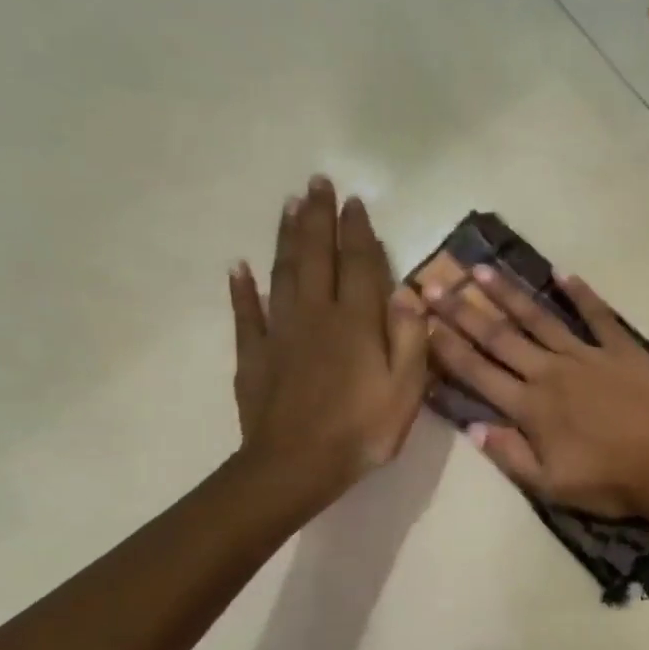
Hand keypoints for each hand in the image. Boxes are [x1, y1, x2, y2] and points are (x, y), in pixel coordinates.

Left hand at [228, 177, 426, 516]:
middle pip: (317, 256)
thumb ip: (410, 338)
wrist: (296, 466)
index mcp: (357, 322)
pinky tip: (239, 267)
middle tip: (317, 183)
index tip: (355, 201)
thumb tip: (408, 292)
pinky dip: (242, 288)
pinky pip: (246, 314)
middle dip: (318, 218)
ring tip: (290, 205)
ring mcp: (280, 333)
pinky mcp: (255, 355)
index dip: (359, 231)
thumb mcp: (407, 389)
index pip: (360, 264)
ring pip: (283, 273)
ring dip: (287, 237)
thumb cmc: (363, 430)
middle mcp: (317, 315)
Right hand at [424, 264, 648, 517]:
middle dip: (464, 312)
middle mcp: (550, 372)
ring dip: (510, 295)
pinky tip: (562, 274)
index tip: (423, 322)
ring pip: (540, 319)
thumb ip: (509, 454)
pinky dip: (581, 294)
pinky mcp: (621, 349)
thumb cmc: (608, 482)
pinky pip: (598, 315)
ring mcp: (587, 356)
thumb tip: (472, 427)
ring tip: (484, 270)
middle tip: (436, 285)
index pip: (478, 372)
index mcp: (530, 407)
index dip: (447, 348)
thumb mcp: (550, 485)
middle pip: (500, 338)